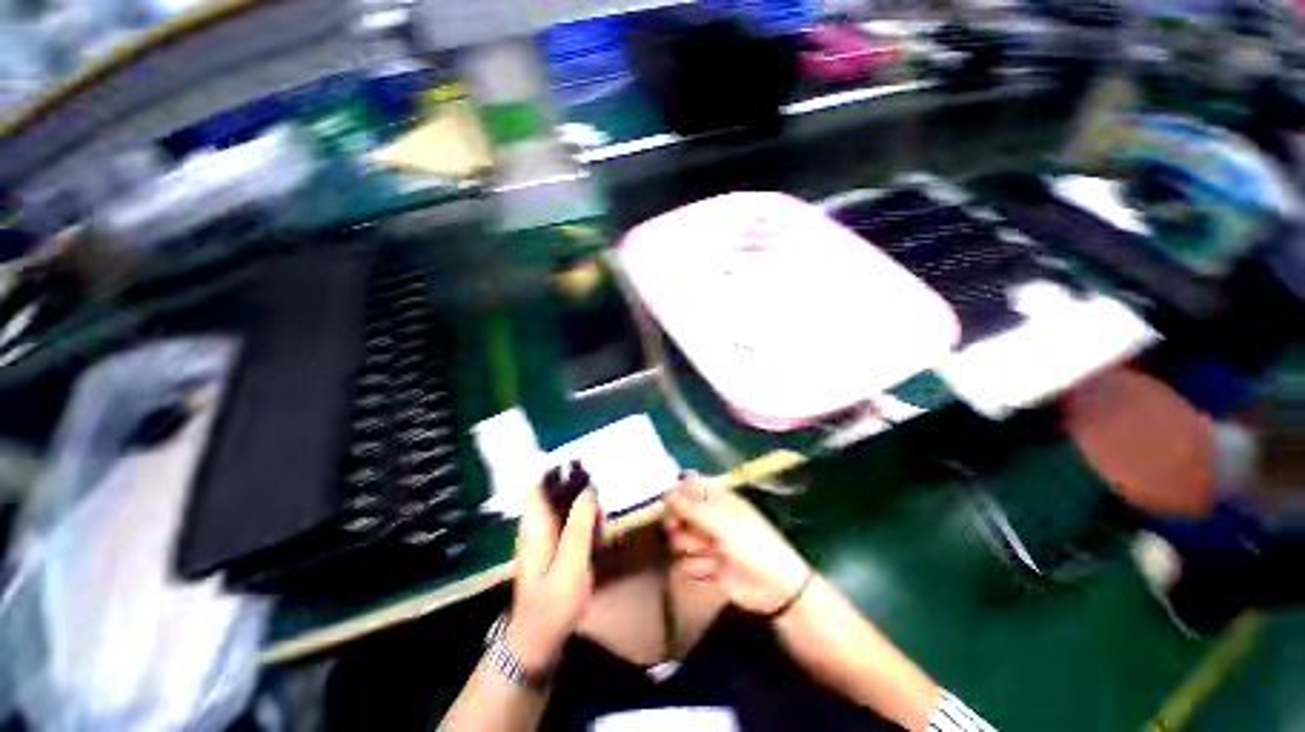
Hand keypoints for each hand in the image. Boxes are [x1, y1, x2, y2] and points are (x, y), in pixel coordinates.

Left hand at [509, 481, 599, 670]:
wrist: (538, 643)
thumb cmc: (552, 605)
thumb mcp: (570, 564)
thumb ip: (579, 525)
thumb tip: (589, 490)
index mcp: (535, 525)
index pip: (538, 484)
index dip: (554, 467)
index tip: (578, 456)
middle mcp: (538, 526)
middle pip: (553, 491)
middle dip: (574, 479)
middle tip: (600, 470)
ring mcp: (546, 537)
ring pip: (563, 505)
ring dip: (581, 496)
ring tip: (603, 489)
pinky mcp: (556, 548)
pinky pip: (570, 521)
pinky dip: (584, 514)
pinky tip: (600, 516)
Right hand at [664, 474, 811, 615]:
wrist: (775, 588)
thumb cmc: (753, 544)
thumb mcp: (723, 523)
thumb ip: (692, 509)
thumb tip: (667, 494)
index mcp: (719, 499)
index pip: (691, 485)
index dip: (677, 491)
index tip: (669, 501)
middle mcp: (710, 517)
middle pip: (680, 512)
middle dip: (678, 521)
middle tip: (678, 527)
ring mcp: (708, 540)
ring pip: (681, 538)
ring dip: (690, 546)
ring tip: (708, 551)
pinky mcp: (706, 564)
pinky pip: (687, 561)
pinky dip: (697, 566)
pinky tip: (713, 570)